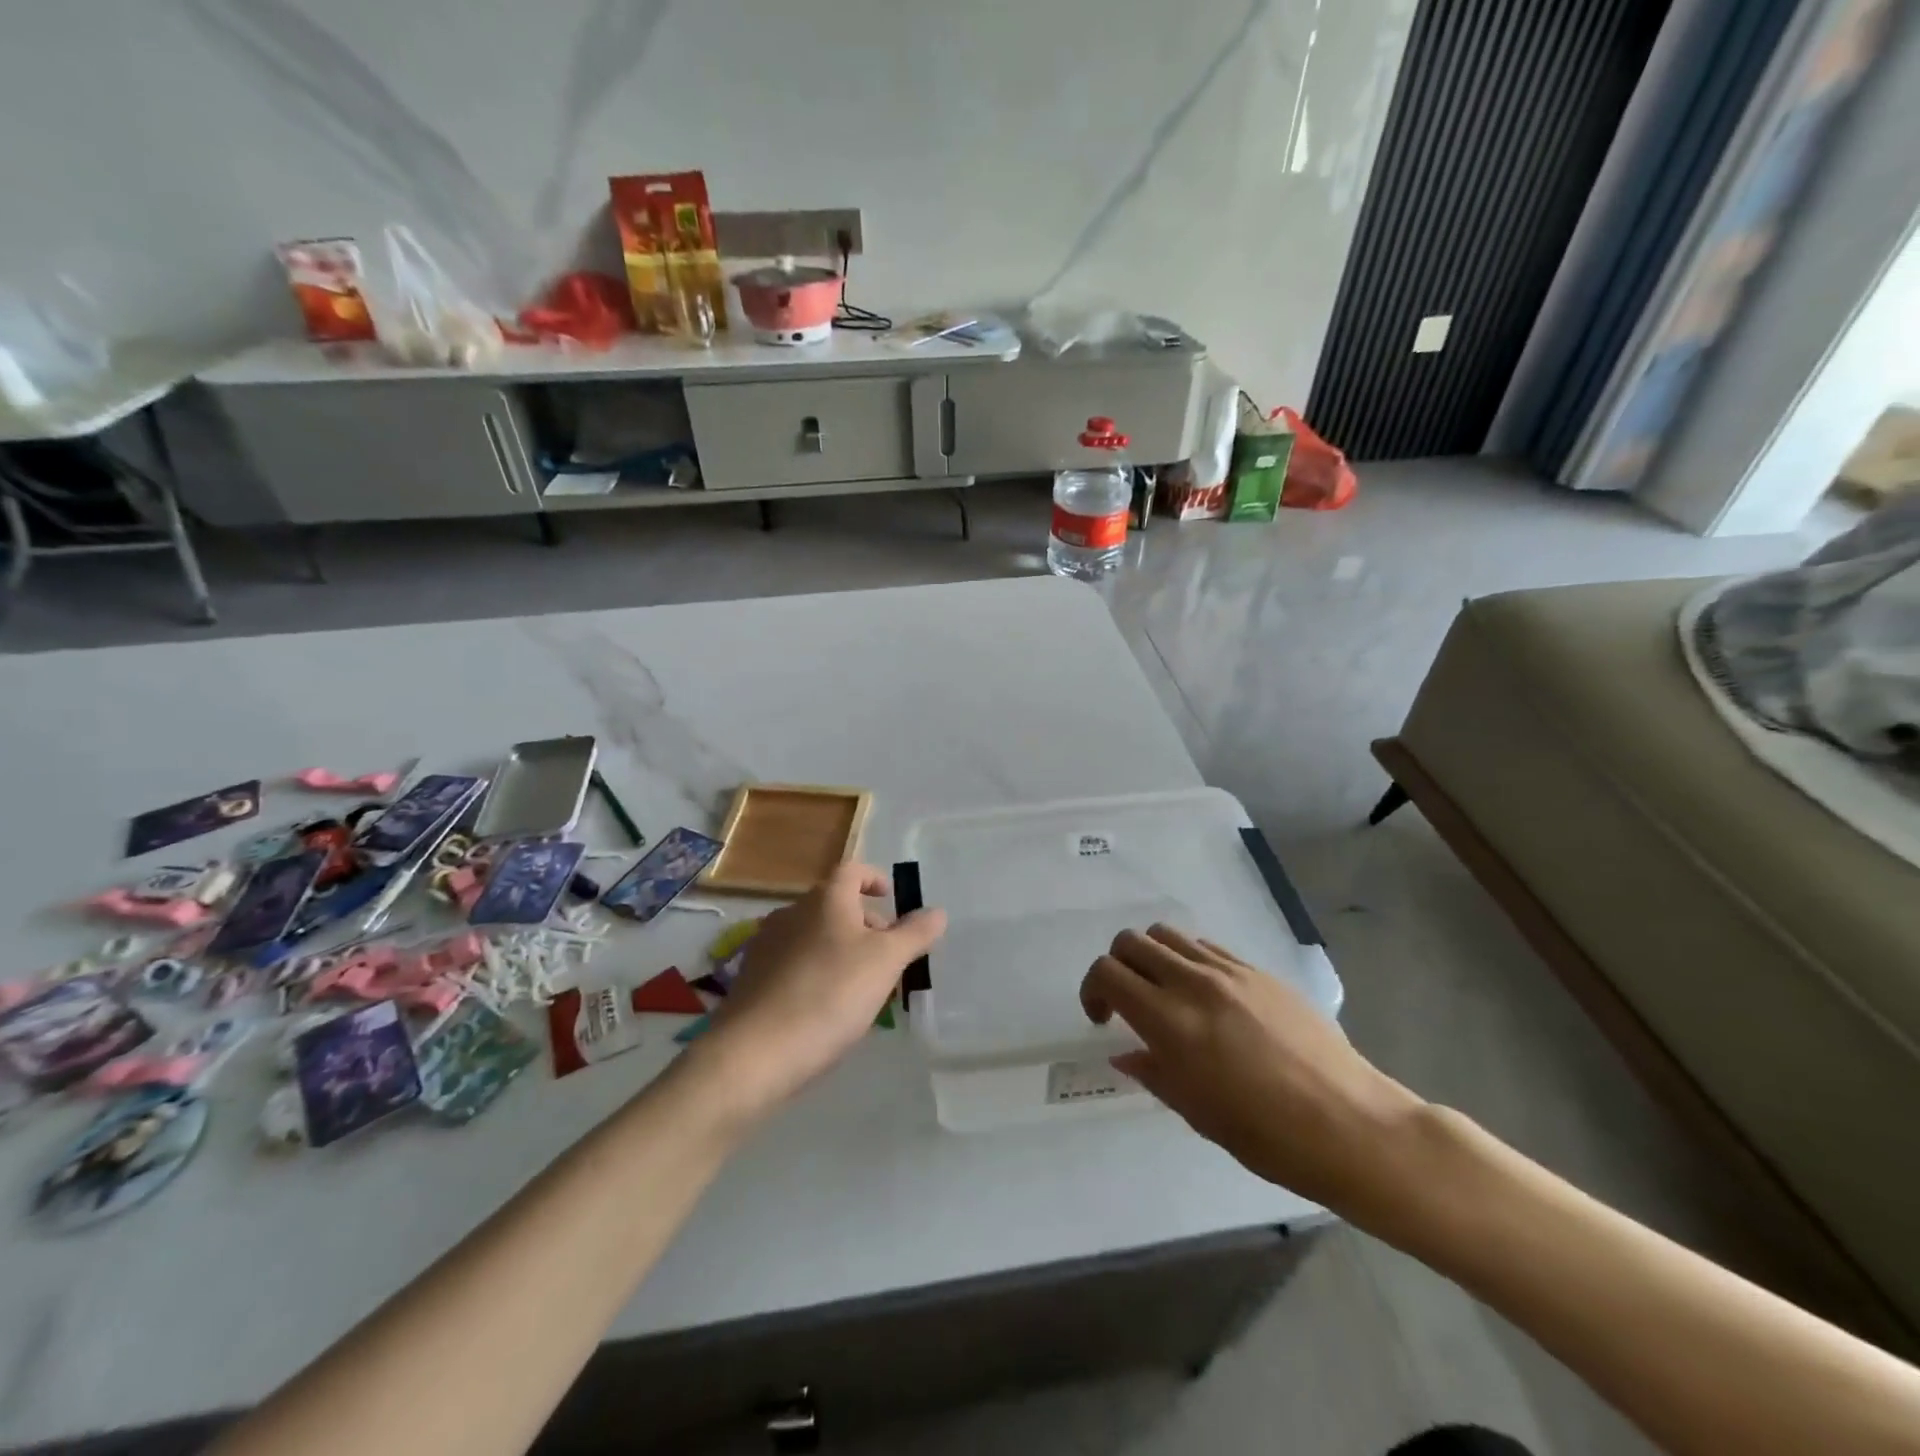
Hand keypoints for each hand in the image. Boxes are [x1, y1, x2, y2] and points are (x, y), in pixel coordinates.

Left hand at [689, 863, 945, 1121]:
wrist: (756, 1052)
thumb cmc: (830, 995)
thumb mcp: (886, 962)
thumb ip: (914, 933)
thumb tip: (937, 912)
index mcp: (825, 899)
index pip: (851, 870)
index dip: (874, 878)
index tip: (891, 899)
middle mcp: (792, 912)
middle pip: (834, 904)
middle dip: (864, 922)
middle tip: (887, 955)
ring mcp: (766, 944)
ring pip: (814, 935)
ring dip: (840, 948)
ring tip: (861, 985)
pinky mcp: (752, 978)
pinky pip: (793, 962)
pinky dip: (815, 971)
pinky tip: (825, 1007)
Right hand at [1080, 925, 1425, 1219]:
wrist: (1350, 1124)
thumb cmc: (1267, 1136)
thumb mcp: (1197, 1113)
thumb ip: (1154, 1072)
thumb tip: (1127, 1052)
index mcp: (1170, 1021)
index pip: (1108, 973)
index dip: (1092, 990)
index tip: (1102, 1019)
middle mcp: (1193, 983)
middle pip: (1132, 942)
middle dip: (1117, 966)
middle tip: (1128, 1002)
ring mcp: (1229, 971)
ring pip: (1168, 935)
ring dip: (1152, 957)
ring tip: (1166, 993)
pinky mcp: (1258, 971)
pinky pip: (1207, 947)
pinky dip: (1189, 960)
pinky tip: (1206, 996)